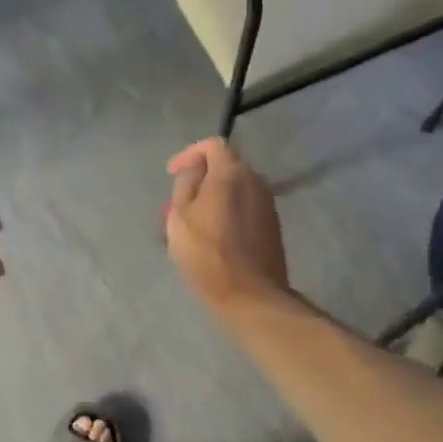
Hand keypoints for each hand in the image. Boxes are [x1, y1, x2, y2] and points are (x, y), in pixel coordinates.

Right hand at [164, 138, 288, 310]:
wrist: (250, 296)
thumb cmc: (206, 254)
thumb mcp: (180, 216)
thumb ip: (186, 184)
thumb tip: (194, 168)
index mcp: (232, 173)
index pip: (213, 145)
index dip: (189, 154)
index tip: (171, 174)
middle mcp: (255, 182)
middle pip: (224, 168)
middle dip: (197, 182)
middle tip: (174, 207)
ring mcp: (267, 206)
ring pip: (233, 192)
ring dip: (210, 201)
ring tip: (188, 227)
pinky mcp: (271, 228)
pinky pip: (243, 210)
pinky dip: (224, 215)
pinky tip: (209, 239)